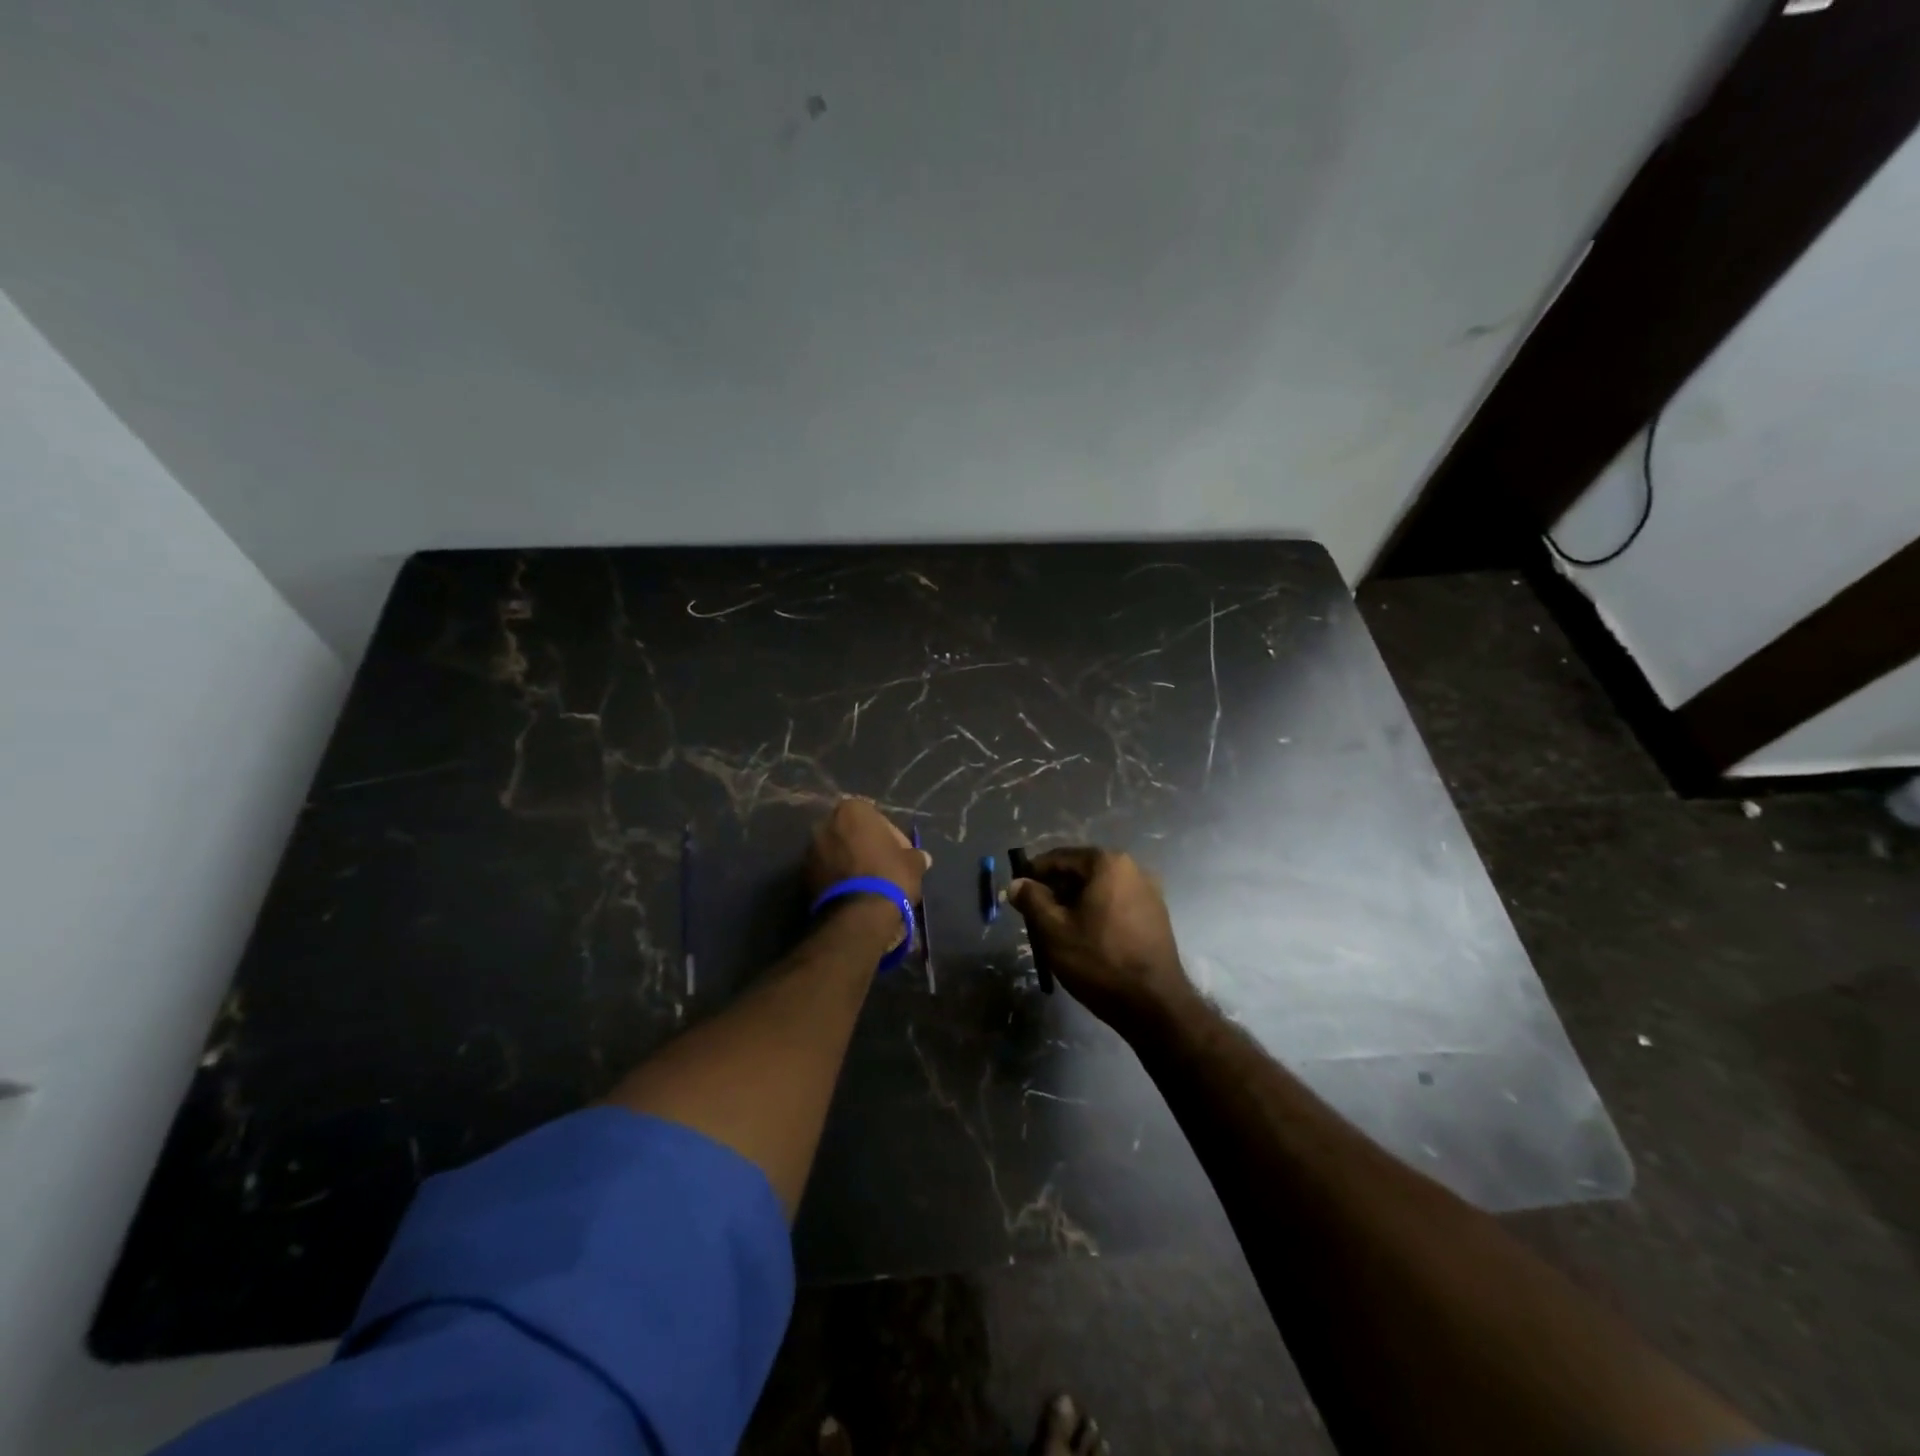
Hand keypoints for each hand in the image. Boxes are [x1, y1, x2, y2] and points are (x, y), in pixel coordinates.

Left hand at [806, 798, 929, 903]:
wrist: (857, 915)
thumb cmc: (888, 876)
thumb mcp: (912, 864)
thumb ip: (915, 856)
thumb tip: (922, 858)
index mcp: (851, 810)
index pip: (875, 816)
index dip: (891, 835)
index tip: (900, 853)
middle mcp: (825, 823)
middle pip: (852, 832)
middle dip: (866, 846)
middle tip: (884, 866)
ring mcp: (810, 850)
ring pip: (837, 851)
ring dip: (850, 862)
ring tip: (869, 883)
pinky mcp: (803, 876)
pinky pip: (827, 870)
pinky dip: (838, 877)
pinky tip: (854, 893)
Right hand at [1007, 847, 1192, 1030]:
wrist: (1154, 1005)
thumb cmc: (1099, 961)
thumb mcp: (1054, 930)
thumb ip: (1032, 900)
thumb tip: (1017, 883)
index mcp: (1108, 863)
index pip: (1060, 857)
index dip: (1034, 872)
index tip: (1018, 891)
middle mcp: (1133, 868)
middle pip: (1082, 871)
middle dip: (1056, 888)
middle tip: (1034, 913)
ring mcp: (1149, 892)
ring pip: (1100, 889)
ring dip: (1076, 902)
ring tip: (1057, 928)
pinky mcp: (1157, 916)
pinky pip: (1117, 903)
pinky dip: (1097, 912)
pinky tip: (1085, 936)